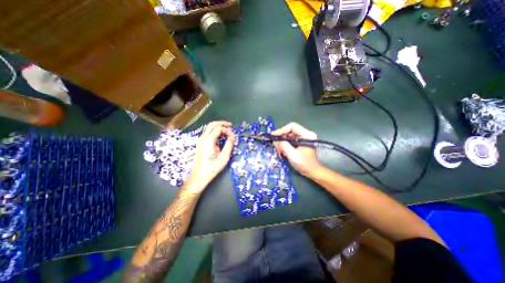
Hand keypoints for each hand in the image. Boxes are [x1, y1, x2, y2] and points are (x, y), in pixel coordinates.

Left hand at [187, 120, 235, 190]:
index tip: (233, 137)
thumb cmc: (212, 168)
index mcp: (208, 141)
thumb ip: (229, 145)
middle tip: (230, 126)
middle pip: (212, 124)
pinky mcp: (200, 143)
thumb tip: (233, 137)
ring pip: (209, 128)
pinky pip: (208, 133)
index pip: (219, 128)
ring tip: (227, 130)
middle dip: (222, 123)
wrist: (199, 176)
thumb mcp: (224, 157)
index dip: (227, 130)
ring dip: (218, 127)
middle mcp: (203, 138)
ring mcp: (200, 140)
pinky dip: (215, 131)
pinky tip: (220, 136)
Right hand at [273, 121, 322, 176]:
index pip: (292, 127)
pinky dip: (284, 145)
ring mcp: (302, 138)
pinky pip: (289, 140)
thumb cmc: (305, 164)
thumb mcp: (293, 156)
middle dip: (280, 137)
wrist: (312, 172)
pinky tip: (281, 151)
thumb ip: (285, 146)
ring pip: (288, 136)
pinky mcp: (299, 142)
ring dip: (281, 142)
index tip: (273, 136)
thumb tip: (277, 141)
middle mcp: (305, 134)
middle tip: (275, 145)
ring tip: (278, 150)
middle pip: (289, 131)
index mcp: (307, 135)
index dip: (282, 130)